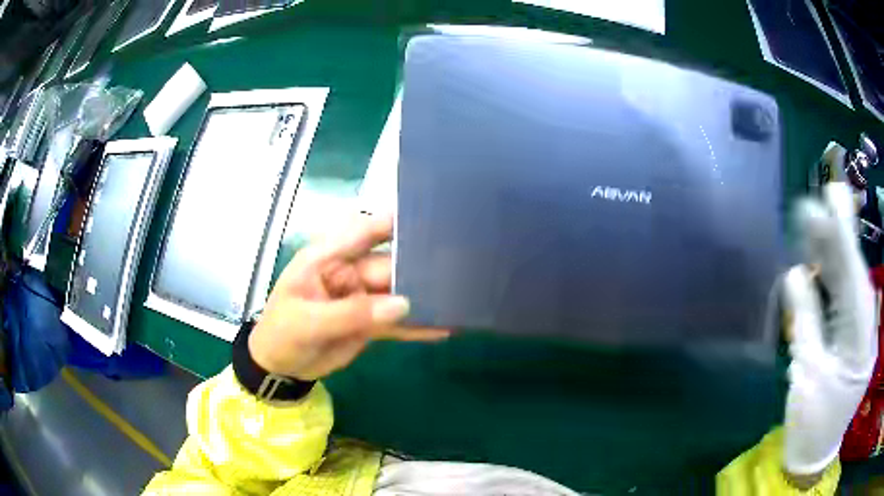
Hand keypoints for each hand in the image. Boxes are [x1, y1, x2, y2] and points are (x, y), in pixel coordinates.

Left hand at [248, 214, 449, 380]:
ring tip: (459, 298)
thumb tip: (403, 305)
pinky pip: (397, 323)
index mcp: (327, 259)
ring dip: (423, 299)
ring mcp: (361, 299)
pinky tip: (443, 328)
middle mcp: (348, 273)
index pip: (362, 233)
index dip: (391, 223)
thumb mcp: (308, 322)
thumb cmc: (282, 334)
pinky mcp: (369, 323)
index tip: (427, 220)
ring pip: (397, 295)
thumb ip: (352, 313)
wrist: (279, 368)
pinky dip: (417, 326)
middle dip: (418, 268)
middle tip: (458, 269)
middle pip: (388, 266)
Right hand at [782, 183, 876, 480]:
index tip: (832, 199)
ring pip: (852, 286)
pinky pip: (847, 302)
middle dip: (836, 243)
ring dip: (833, 259)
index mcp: (861, 347)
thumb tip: (795, 274)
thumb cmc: (811, 424)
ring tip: (811, 229)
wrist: (814, 456)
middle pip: (855, 277)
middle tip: (811, 210)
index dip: (845, 239)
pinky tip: (819, 264)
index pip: (856, 282)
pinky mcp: (856, 339)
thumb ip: (806, 322)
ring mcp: (864, 335)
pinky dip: (833, 282)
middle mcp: (868, 333)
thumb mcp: (808, 377)